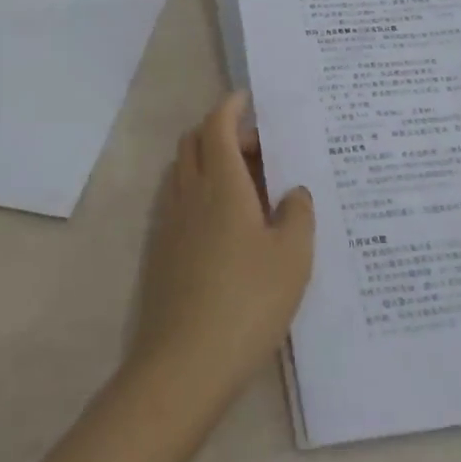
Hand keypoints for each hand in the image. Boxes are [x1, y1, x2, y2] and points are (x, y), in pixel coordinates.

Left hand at [127, 92, 314, 410]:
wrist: (185, 363)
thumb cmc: (248, 301)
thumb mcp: (292, 257)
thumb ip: (298, 214)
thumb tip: (294, 191)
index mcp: (221, 183)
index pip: (218, 125)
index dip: (231, 106)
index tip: (248, 98)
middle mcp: (189, 193)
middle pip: (195, 142)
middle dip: (223, 131)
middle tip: (260, 147)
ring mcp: (170, 222)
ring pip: (185, 171)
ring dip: (211, 161)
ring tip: (249, 183)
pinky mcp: (162, 250)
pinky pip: (181, 200)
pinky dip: (202, 190)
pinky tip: (229, 224)